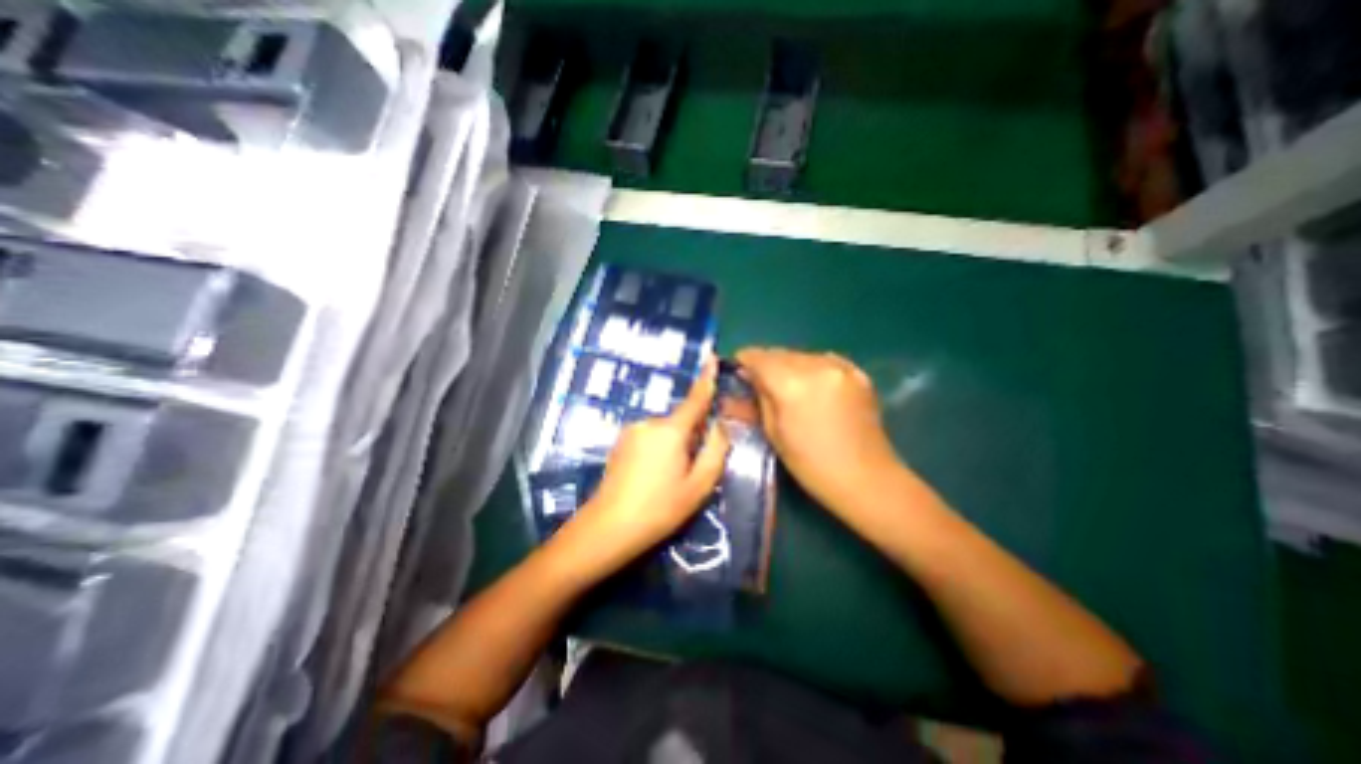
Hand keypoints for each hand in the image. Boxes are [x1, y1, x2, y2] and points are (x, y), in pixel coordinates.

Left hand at [555, 358, 733, 579]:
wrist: (609, 527)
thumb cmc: (660, 508)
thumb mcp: (699, 485)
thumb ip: (716, 450)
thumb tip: (719, 426)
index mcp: (671, 430)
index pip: (695, 399)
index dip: (706, 379)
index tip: (712, 357)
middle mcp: (649, 422)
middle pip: (681, 421)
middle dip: (692, 436)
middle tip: (692, 470)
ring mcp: (631, 431)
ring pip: (665, 431)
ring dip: (674, 445)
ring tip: (669, 479)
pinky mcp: (620, 442)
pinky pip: (649, 438)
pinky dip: (659, 450)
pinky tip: (652, 477)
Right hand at [735, 346, 902, 512]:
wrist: (867, 478)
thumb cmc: (811, 465)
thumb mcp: (774, 433)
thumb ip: (758, 399)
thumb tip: (744, 378)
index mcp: (791, 384)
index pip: (758, 357)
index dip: (744, 361)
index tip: (738, 371)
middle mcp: (815, 366)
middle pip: (779, 353)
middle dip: (766, 364)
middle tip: (759, 384)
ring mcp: (840, 367)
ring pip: (801, 355)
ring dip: (788, 366)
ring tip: (788, 389)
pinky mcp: (857, 372)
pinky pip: (824, 360)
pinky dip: (812, 368)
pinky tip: (813, 388)